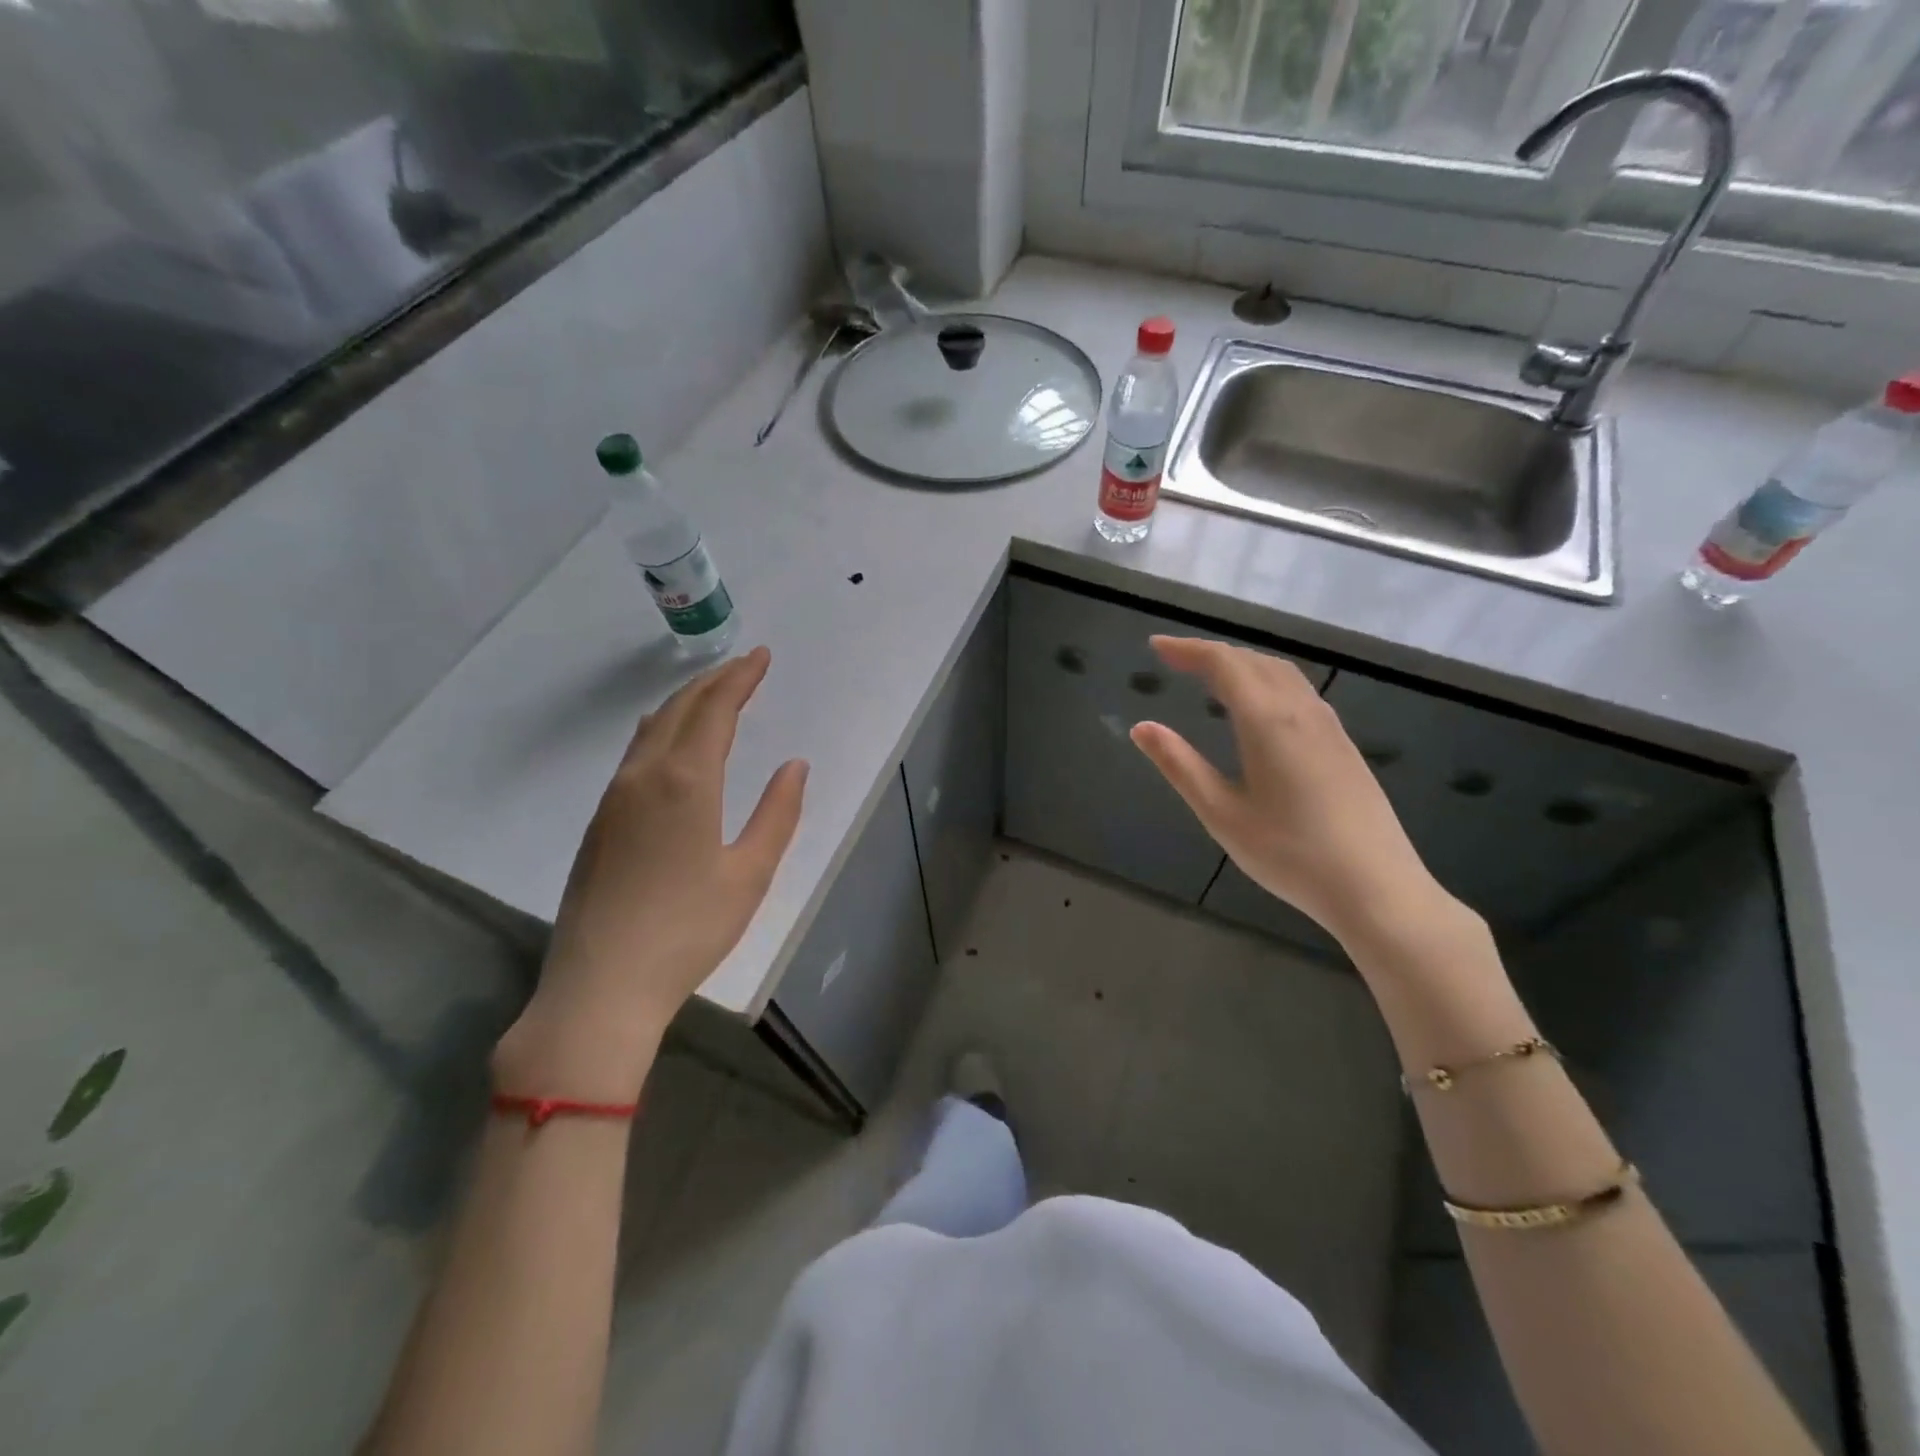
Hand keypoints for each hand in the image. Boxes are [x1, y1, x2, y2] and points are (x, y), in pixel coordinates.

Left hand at [496, 647, 807, 1099]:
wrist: (601, 985)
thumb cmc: (689, 930)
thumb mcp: (750, 874)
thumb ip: (778, 814)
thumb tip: (794, 765)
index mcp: (686, 782)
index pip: (715, 710)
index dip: (741, 678)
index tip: (762, 656)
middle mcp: (644, 776)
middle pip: (680, 709)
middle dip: (714, 681)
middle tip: (744, 665)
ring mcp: (614, 798)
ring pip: (652, 728)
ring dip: (685, 702)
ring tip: (712, 693)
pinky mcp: (599, 822)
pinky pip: (634, 753)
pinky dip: (662, 729)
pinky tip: (670, 740)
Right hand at [1130, 636, 1458, 954]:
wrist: (1376, 888)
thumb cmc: (1290, 854)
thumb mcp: (1222, 814)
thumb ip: (1181, 766)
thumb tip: (1142, 727)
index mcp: (1268, 722)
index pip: (1224, 665)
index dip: (1188, 649)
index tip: (1156, 646)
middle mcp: (1301, 712)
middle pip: (1254, 662)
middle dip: (1212, 653)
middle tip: (1175, 660)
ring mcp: (1329, 728)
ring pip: (1282, 674)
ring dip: (1242, 664)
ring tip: (1211, 677)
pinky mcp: (1344, 747)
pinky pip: (1300, 692)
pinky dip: (1267, 681)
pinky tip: (1259, 708)